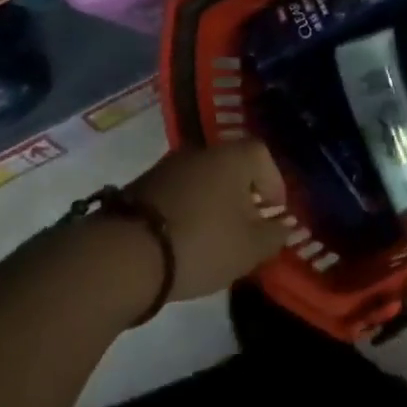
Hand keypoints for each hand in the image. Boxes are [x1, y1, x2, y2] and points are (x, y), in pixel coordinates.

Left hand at [128, 140, 287, 300]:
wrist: (123, 255)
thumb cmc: (202, 243)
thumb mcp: (251, 248)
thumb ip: (275, 235)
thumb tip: (283, 226)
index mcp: (233, 157)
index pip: (263, 157)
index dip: (274, 184)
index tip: (275, 213)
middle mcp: (200, 151)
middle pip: (231, 167)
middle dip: (243, 195)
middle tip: (248, 226)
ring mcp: (166, 167)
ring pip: (202, 180)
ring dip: (213, 203)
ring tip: (216, 237)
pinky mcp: (139, 187)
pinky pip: (177, 194)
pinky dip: (187, 211)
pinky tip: (185, 239)